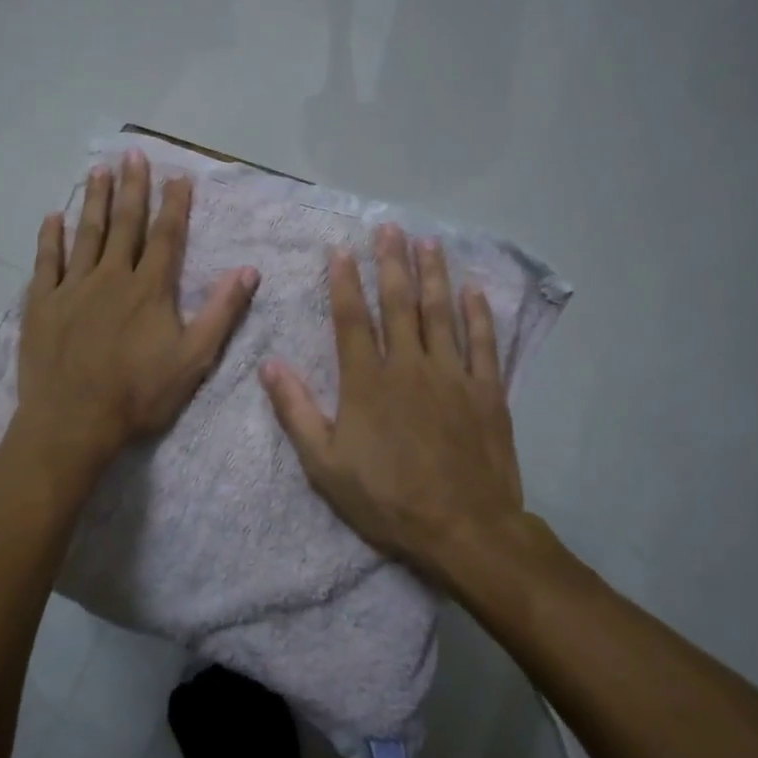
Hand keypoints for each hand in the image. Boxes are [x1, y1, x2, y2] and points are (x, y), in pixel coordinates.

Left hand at [14, 150, 258, 476]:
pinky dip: (50, 237)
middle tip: (134, 155)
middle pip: (125, 224)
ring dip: (94, 200)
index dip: (174, 205)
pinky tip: (53, 217)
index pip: (166, 236)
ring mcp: (72, 287)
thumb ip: (220, 313)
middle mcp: (111, 276)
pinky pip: (46, 261)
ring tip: (99, 170)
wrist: (73, 422)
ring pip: (86, 234)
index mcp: (149, 289)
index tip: (178, 176)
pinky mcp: (42, 303)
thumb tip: (248, 271)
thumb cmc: (138, 395)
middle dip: (133, 188)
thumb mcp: (193, 360)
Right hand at [260, 225, 524, 571]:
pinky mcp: (487, 391)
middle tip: (389, 228)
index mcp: (367, 382)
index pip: (352, 318)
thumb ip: (297, 411)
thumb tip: (270, 365)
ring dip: (433, 275)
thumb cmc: (387, 498)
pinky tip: (474, 290)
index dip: (344, 282)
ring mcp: (453, 376)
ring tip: (428, 242)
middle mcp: (409, 366)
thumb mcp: (325, 464)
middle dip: (391, 263)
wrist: (463, 529)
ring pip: (440, 313)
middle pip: (399, 304)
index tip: (341, 250)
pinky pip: (483, 343)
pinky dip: (478, 314)